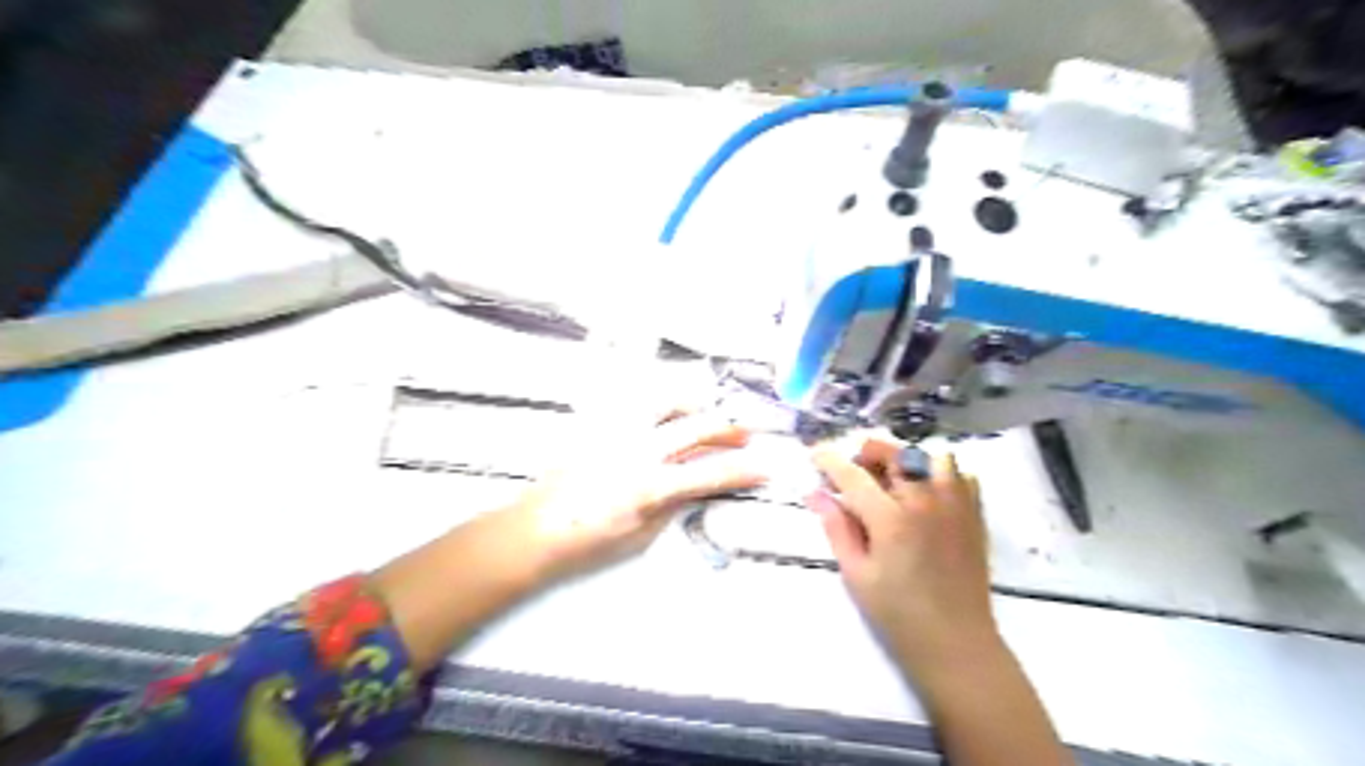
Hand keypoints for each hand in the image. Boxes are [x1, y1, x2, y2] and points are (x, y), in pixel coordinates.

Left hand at [510, 409, 771, 582]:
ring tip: (706, 416)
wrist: (534, 529)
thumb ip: (674, 504)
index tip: (766, 467)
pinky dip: (659, 406)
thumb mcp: (640, 534)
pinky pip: (635, 404)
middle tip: (746, 436)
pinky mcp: (597, 424)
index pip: (708, 473)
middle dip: (727, 430)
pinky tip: (665, 416)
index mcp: (648, 485)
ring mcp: (615, 431)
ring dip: (693, 407)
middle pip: (694, 428)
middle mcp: (636, 450)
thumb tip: (697, 485)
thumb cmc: (588, 542)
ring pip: (664, 401)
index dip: (742, 470)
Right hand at [801, 440, 1000, 673]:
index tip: (816, 455)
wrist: (956, 644)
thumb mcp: (856, 575)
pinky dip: (941, 475)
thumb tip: (816, 494)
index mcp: (891, 519)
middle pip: (896, 454)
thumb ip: (837, 528)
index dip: (830, 461)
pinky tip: (926, 495)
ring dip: (908, 461)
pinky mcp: (974, 516)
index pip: (854, 475)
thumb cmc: (898, 616)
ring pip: (932, 457)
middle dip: (869, 454)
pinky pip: (961, 476)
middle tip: (855, 472)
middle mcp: (926, 502)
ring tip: (893, 480)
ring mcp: (955, 506)